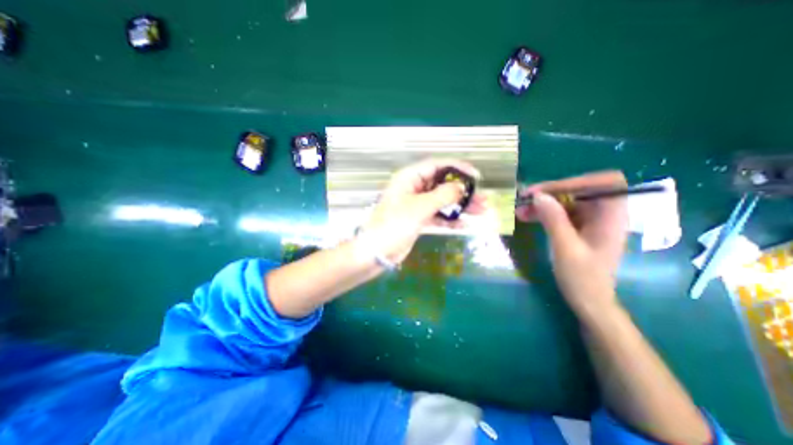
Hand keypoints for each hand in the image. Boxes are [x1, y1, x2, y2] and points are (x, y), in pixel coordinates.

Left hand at [362, 160, 487, 264]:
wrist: (377, 251)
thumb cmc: (394, 224)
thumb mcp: (419, 207)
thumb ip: (442, 195)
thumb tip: (461, 188)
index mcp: (410, 178)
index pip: (437, 166)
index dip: (458, 168)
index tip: (476, 176)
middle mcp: (414, 188)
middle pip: (443, 184)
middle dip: (463, 191)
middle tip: (482, 199)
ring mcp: (417, 204)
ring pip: (442, 201)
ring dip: (460, 206)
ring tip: (480, 211)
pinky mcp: (418, 219)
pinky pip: (437, 215)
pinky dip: (449, 219)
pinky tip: (463, 225)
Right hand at [519, 171, 628, 315]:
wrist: (589, 301)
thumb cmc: (583, 278)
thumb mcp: (565, 248)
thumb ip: (554, 219)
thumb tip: (538, 195)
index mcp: (612, 217)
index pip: (603, 183)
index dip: (574, 181)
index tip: (546, 191)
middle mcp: (604, 214)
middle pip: (579, 190)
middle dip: (550, 193)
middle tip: (525, 199)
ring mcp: (591, 221)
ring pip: (566, 202)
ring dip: (543, 203)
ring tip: (520, 209)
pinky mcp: (579, 228)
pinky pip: (560, 213)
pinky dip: (543, 213)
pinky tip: (526, 216)